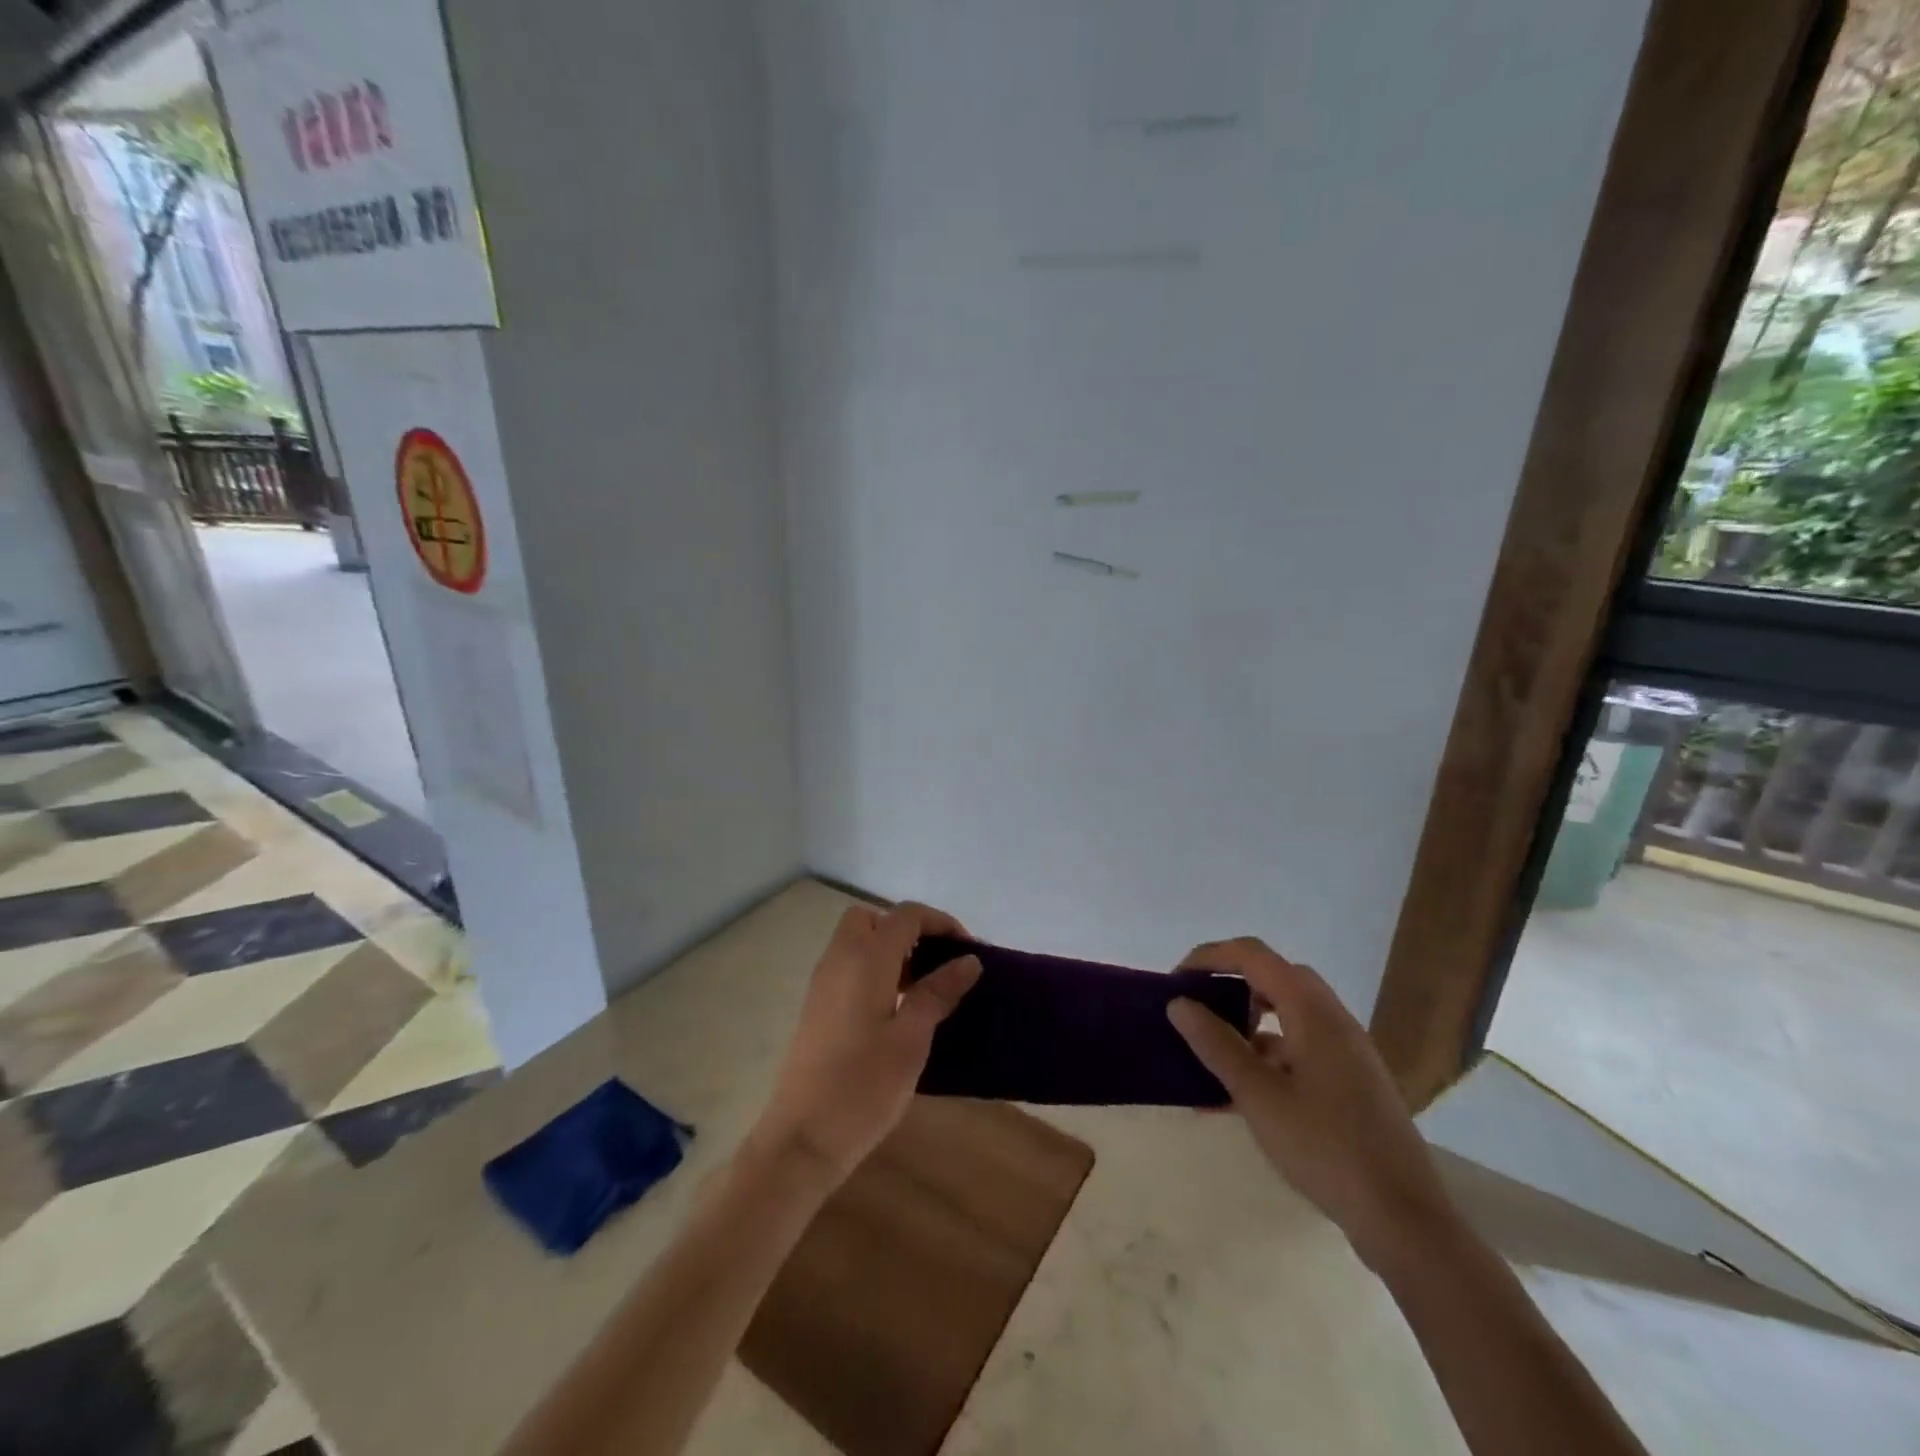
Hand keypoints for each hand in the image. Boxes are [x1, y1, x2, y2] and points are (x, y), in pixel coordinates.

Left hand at [748, 902, 981, 1182]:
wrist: (801, 1139)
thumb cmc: (863, 1087)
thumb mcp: (911, 1039)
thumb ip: (938, 993)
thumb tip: (969, 960)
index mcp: (865, 960)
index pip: (906, 915)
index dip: (940, 922)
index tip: (967, 951)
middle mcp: (839, 960)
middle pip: (873, 919)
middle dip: (907, 930)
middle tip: (934, 963)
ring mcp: (822, 983)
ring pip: (857, 941)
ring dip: (890, 950)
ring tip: (921, 990)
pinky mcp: (816, 1006)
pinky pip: (847, 966)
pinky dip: (873, 970)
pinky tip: (894, 1010)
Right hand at [1166, 938, 1454, 1270]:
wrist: (1404, 1218)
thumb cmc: (1325, 1147)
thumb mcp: (1258, 1096)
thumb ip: (1216, 1044)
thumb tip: (1179, 1004)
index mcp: (1311, 1010)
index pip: (1253, 955)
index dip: (1210, 957)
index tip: (1176, 982)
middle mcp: (1332, 1018)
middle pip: (1273, 976)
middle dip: (1230, 984)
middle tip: (1197, 1010)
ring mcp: (1346, 1049)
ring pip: (1288, 1011)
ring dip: (1248, 1020)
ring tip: (1213, 1053)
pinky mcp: (1352, 1079)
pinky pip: (1301, 1044)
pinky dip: (1268, 1052)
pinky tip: (1242, 1092)